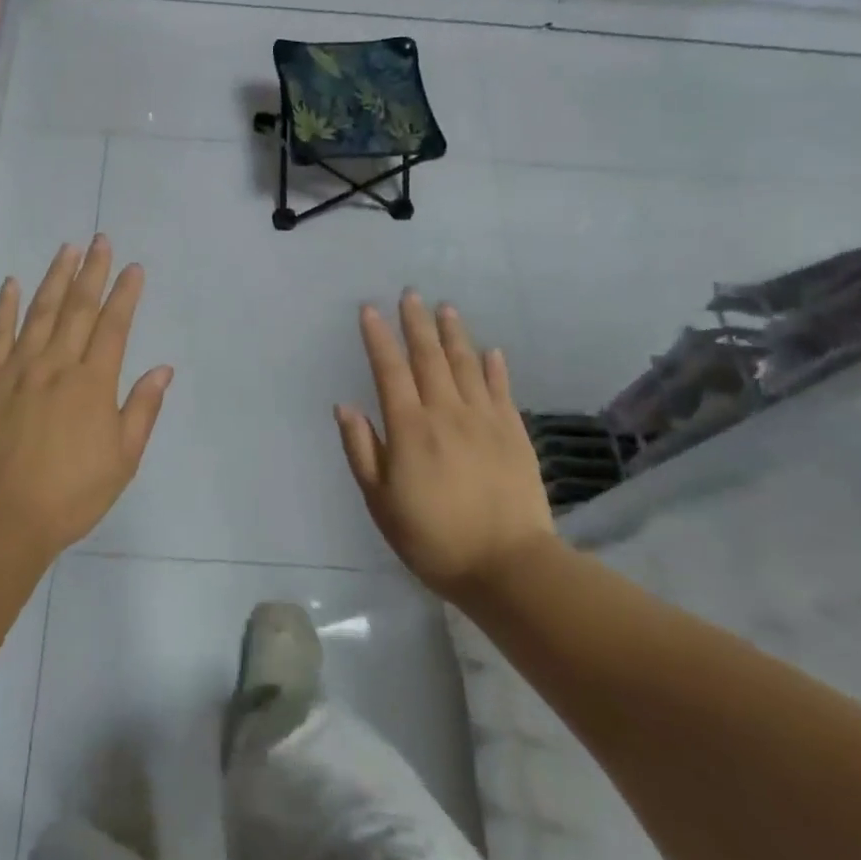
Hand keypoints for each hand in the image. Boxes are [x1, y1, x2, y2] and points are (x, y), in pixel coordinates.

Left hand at [0, 236, 172, 557]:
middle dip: (93, 271)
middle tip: (100, 240)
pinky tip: (12, 284)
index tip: (133, 267)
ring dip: (55, 278)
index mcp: (93, 382)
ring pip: (39, 312)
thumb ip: (142, 409)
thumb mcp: (122, 459)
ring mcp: (17, 369)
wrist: (1, 518)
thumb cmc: (71, 494)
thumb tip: (162, 369)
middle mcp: (57, 364)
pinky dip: (5, 307)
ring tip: (67, 250)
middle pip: (78, 308)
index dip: (125, 294)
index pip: (114, 325)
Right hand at [336, 293, 555, 602]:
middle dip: (416, 322)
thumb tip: (346, 407)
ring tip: (445, 308)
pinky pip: (501, 389)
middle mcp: (446, 412)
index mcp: (409, 428)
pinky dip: (494, 366)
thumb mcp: (381, 503)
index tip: (369, 309)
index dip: (378, 337)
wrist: (509, 566)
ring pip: (466, 364)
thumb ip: (362, 451)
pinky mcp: (514, 432)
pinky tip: (491, 350)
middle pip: (428, 357)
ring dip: (453, 334)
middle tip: (410, 293)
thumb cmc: (433, 538)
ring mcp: (484, 419)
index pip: (389, 370)